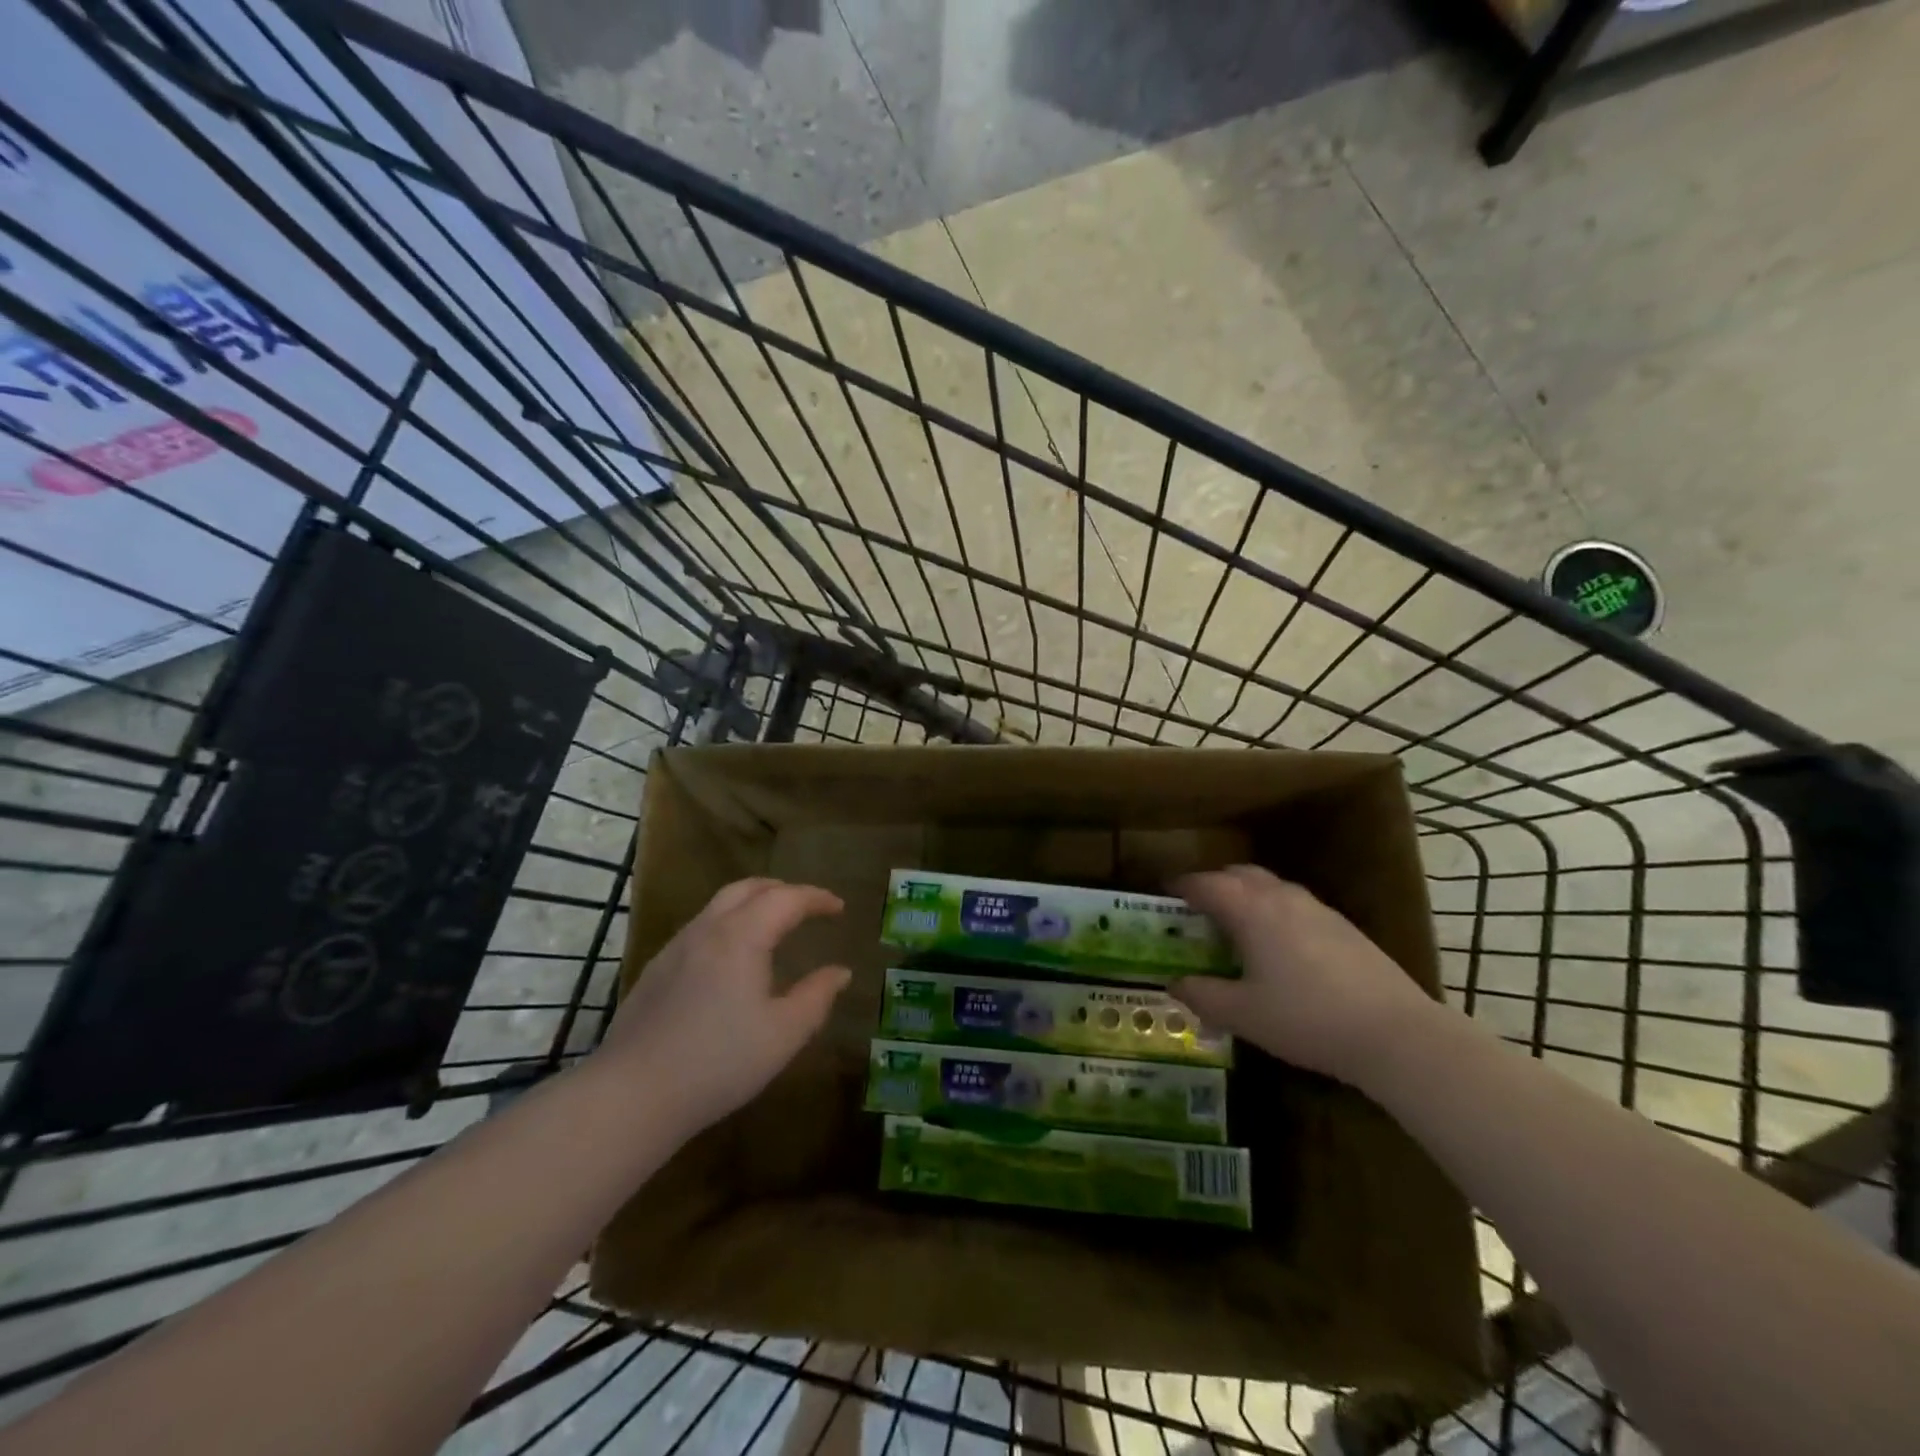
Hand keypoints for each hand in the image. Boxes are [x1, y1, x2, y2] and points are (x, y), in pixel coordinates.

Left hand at [596, 877, 851, 1135]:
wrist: (632, 1095)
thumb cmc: (719, 1062)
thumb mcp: (783, 1034)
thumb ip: (816, 997)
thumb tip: (840, 972)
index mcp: (742, 937)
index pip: (786, 898)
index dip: (816, 898)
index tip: (838, 907)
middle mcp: (707, 930)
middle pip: (747, 888)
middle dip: (782, 890)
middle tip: (807, 907)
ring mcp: (676, 948)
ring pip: (719, 905)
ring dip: (752, 904)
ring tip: (773, 927)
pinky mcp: (656, 970)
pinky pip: (700, 928)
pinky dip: (728, 924)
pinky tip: (732, 960)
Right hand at [1170, 865, 1438, 1085]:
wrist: (1395, 1033)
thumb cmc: (1306, 1019)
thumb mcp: (1243, 1014)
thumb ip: (1203, 996)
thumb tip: (1174, 983)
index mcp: (1251, 910)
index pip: (1207, 884)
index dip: (1182, 886)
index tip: (1166, 893)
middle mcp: (1282, 898)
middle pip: (1240, 874)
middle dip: (1215, 883)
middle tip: (1199, 908)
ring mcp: (1318, 909)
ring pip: (1272, 886)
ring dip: (1247, 895)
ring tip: (1238, 925)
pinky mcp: (1344, 927)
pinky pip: (1296, 904)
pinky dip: (1275, 911)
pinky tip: (1281, 946)